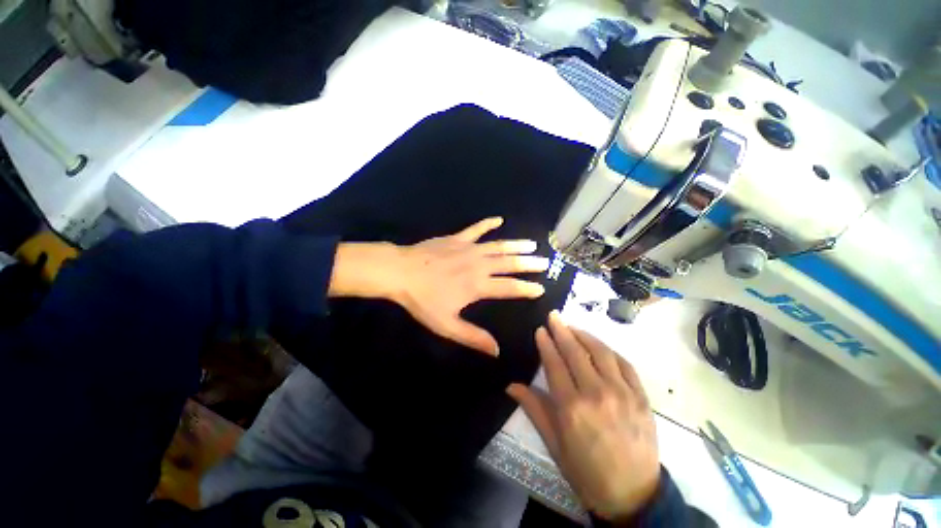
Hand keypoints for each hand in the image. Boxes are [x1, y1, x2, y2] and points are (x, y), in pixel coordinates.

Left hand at [390, 217, 549, 354]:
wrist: (401, 272)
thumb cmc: (423, 300)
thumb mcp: (446, 325)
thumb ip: (472, 337)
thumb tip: (496, 351)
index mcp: (478, 286)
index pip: (510, 288)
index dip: (527, 289)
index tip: (541, 288)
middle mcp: (479, 265)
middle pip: (510, 263)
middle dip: (529, 264)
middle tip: (545, 262)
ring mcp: (469, 248)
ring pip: (499, 246)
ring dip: (516, 245)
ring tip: (532, 244)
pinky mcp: (457, 238)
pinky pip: (476, 229)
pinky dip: (488, 223)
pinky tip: (499, 219)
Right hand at [508, 311, 659, 520]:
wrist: (633, 496)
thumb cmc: (586, 471)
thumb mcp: (554, 444)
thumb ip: (534, 409)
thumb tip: (511, 385)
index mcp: (571, 407)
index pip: (555, 363)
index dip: (546, 343)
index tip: (540, 329)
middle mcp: (596, 393)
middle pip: (576, 352)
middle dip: (562, 330)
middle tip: (554, 316)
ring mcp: (622, 393)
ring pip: (601, 352)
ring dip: (584, 335)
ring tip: (572, 326)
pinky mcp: (641, 397)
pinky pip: (624, 364)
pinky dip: (609, 350)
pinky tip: (599, 345)